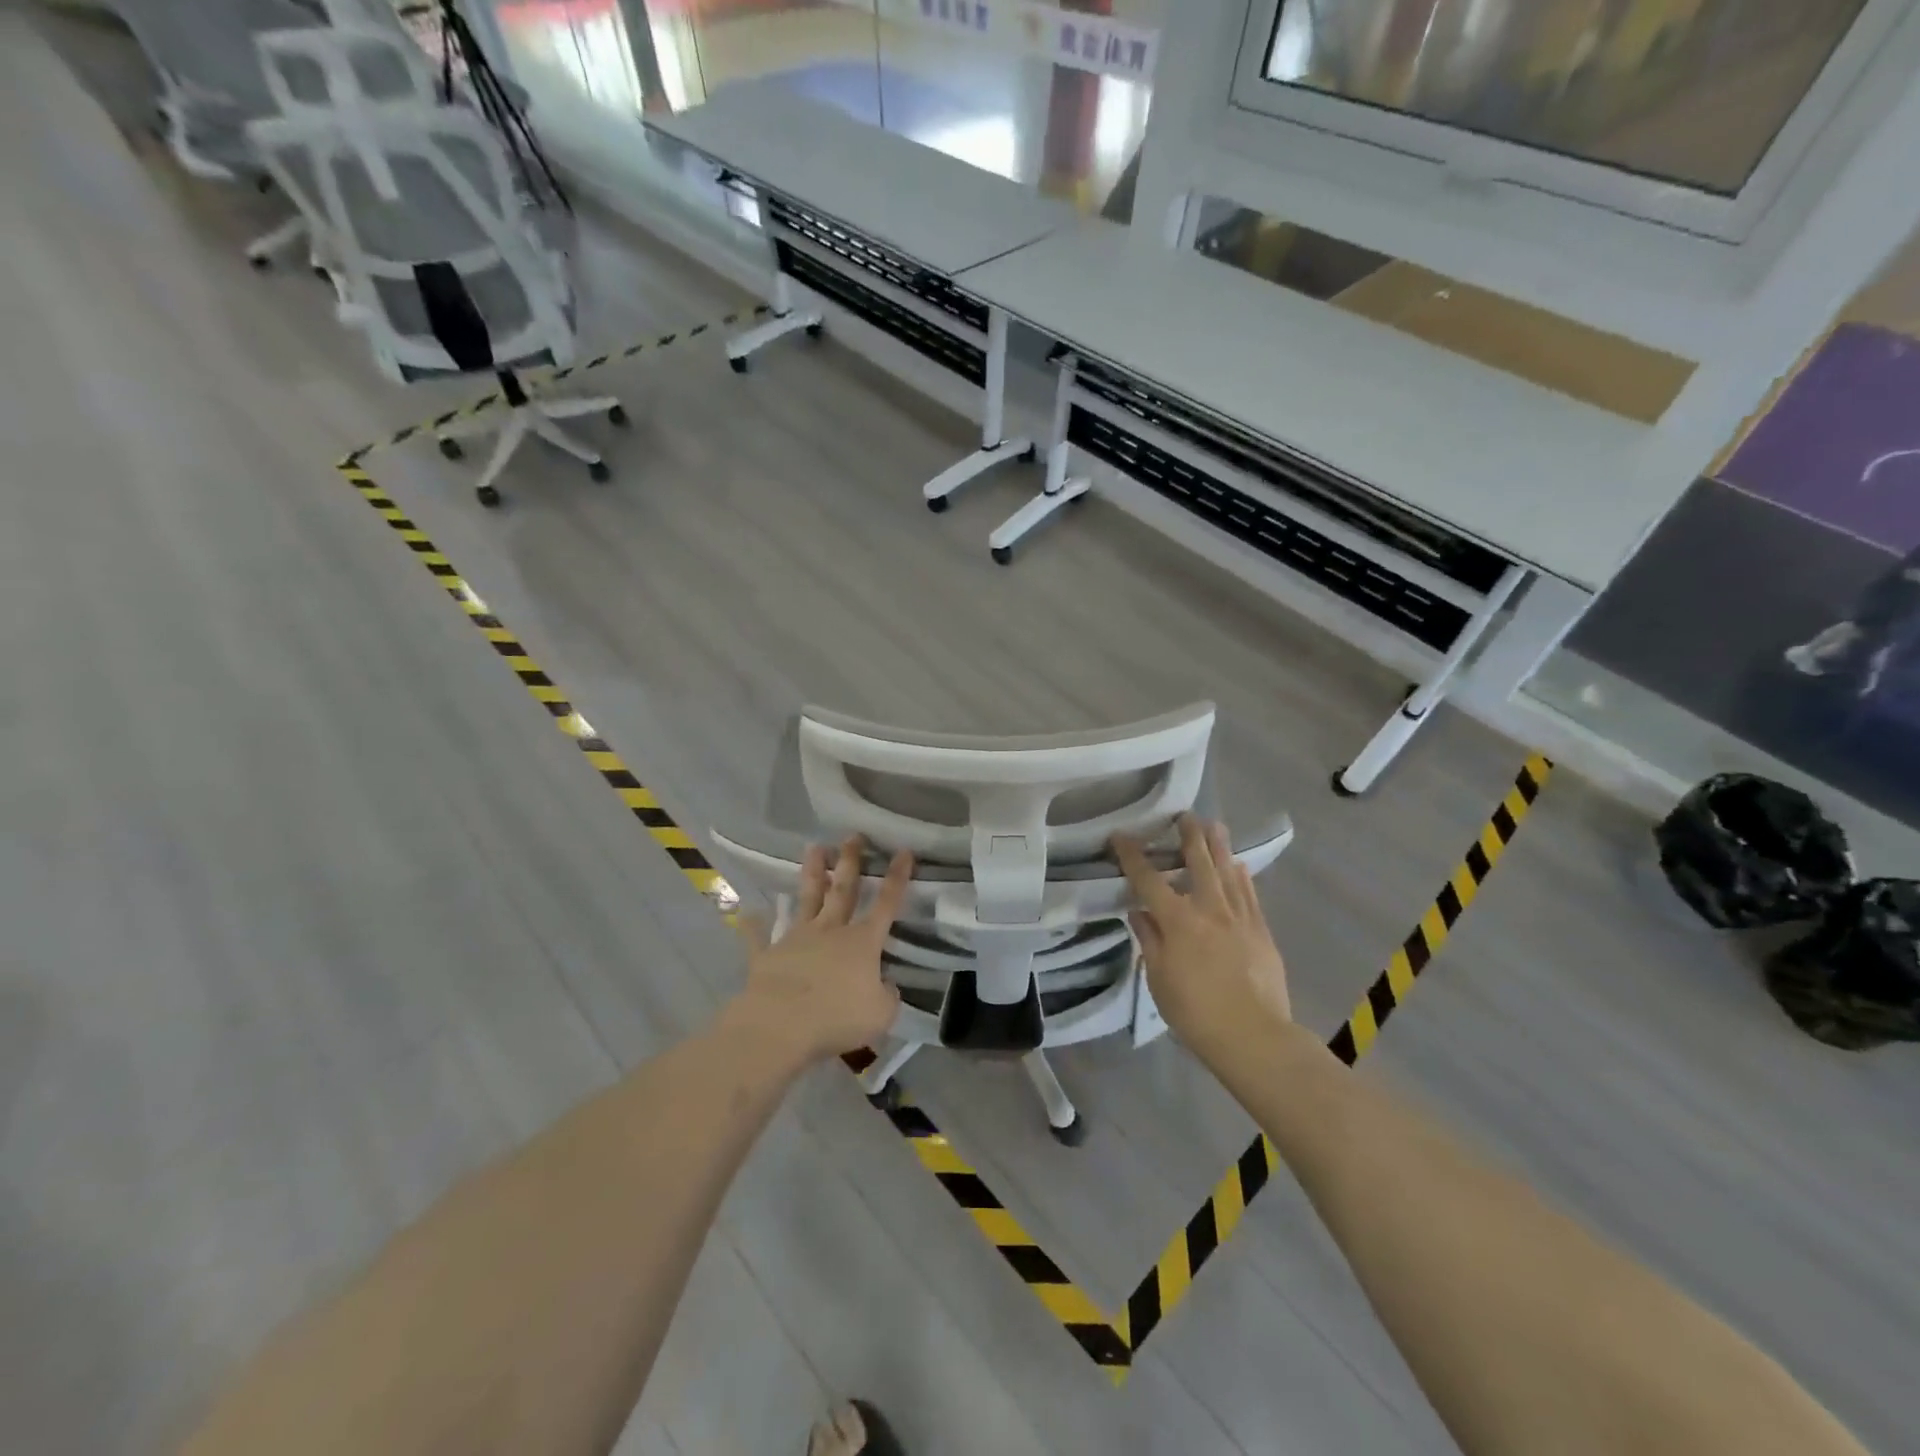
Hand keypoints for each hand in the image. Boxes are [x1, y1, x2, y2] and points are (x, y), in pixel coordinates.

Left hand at [726, 836, 911, 1067]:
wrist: (780, 1025)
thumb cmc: (838, 1017)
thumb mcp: (880, 1014)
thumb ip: (887, 996)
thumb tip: (885, 986)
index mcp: (863, 942)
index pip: (887, 903)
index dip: (898, 877)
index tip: (903, 851)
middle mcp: (831, 931)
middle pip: (843, 890)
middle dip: (851, 861)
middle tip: (853, 836)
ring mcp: (797, 939)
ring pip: (807, 899)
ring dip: (812, 873)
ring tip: (814, 847)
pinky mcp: (767, 955)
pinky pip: (758, 938)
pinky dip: (753, 926)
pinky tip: (748, 913)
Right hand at [1114, 816, 1290, 1054]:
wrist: (1253, 1035)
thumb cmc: (1195, 1011)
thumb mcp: (1158, 978)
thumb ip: (1149, 940)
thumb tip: (1139, 912)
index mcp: (1177, 920)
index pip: (1148, 879)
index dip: (1132, 855)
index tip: (1121, 836)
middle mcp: (1209, 909)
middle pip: (1198, 863)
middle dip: (1189, 836)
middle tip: (1185, 815)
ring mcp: (1239, 918)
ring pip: (1228, 872)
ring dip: (1219, 846)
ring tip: (1215, 825)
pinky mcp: (1261, 931)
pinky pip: (1250, 895)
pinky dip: (1242, 876)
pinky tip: (1239, 866)